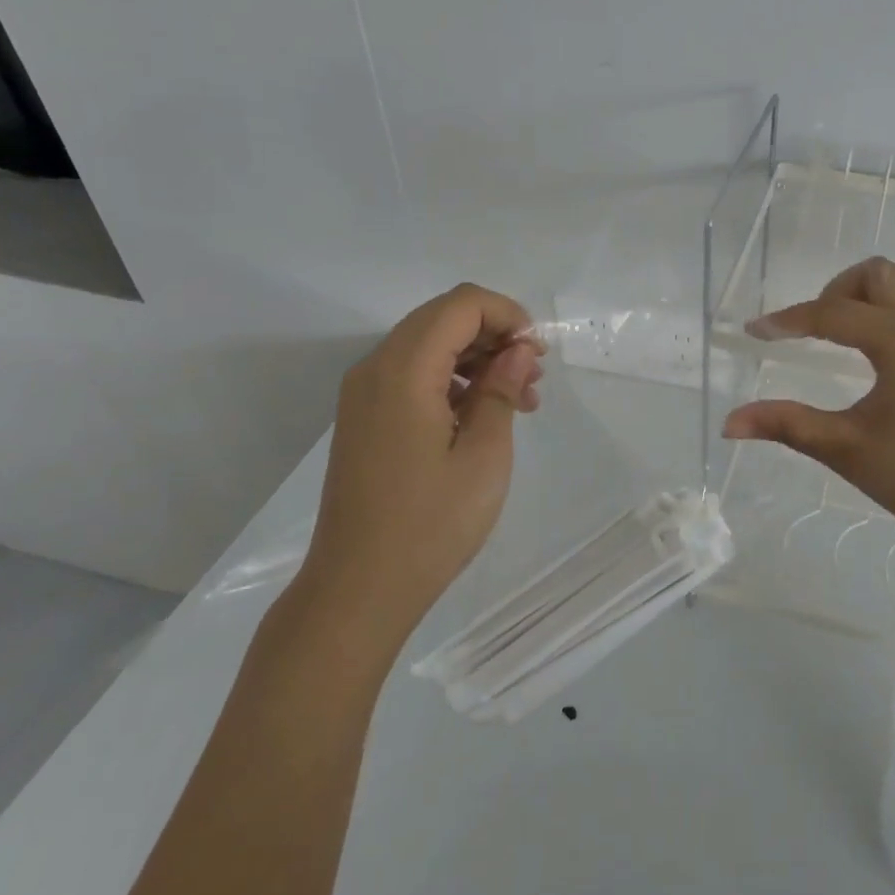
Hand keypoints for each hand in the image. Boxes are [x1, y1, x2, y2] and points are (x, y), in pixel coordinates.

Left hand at [298, 284, 543, 642]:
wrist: (357, 590)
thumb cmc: (430, 524)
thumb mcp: (484, 456)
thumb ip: (501, 390)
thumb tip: (517, 350)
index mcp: (404, 370)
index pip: (461, 304)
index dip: (508, 315)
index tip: (537, 354)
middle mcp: (376, 368)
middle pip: (443, 318)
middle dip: (495, 334)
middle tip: (533, 376)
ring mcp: (364, 393)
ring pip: (429, 344)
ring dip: (477, 358)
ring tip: (519, 399)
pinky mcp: (365, 418)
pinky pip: (413, 374)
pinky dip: (452, 379)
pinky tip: (482, 416)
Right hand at [722, 257, 894, 561]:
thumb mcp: (844, 448)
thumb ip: (785, 424)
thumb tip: (728, 424)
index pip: (831, 314)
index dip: (786, 321)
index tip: (752, 333)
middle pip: (875, 274)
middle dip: (834, 291)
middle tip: (810, 331)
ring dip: (864, 297)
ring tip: (838, 338)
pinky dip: (888, 310)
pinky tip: (872, 353)